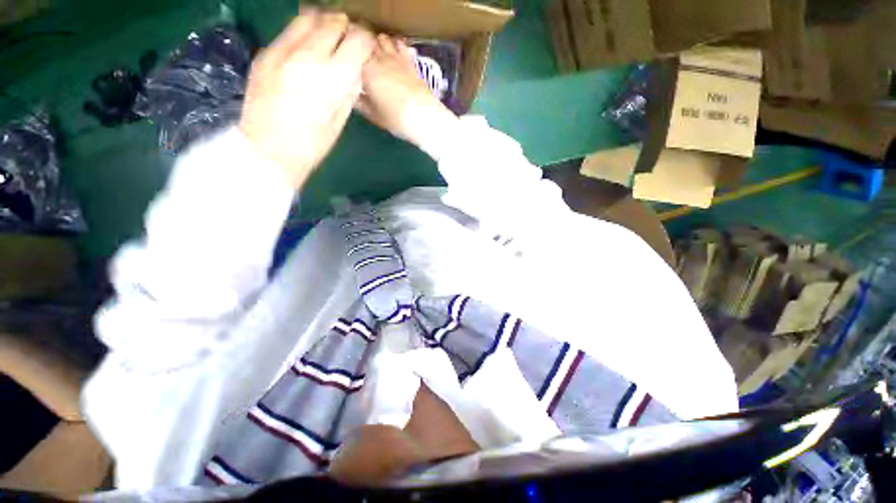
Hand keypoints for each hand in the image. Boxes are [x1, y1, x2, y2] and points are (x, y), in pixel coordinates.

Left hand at [239, 11, 374, 187]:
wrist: (267, 150)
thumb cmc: (311, 145)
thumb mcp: (339, 121)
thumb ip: (349, 90)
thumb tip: (355, 69)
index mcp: (331, 79)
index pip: (358, 40)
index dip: (366, 42)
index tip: (366, 49)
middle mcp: (307, 56)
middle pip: (333, 22)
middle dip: (346, 28)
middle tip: (348, 41)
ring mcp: (281, 51)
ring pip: (309, 17)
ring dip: (324, 24)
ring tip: (328, 39)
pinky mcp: (265, 53)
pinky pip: (289, 31)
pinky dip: (304, 34)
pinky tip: (306, 51)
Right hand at [357, 35, 457, 159]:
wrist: (424, 117)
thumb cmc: (396, 119)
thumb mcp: (374, 116)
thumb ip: (361, 104)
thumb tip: (352, 96)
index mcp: (366, 70)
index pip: (350, 53)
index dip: (348, 55)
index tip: (346, 61)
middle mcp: (379, 58)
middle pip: (365, 42)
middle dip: (361, 46)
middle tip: (359, 57)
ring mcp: (396, 57)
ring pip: (382, 39)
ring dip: (377, 43)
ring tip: (375, 53)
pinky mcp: (410, 61)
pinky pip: (400, 44)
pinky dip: (394, 44)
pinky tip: (394, 53)